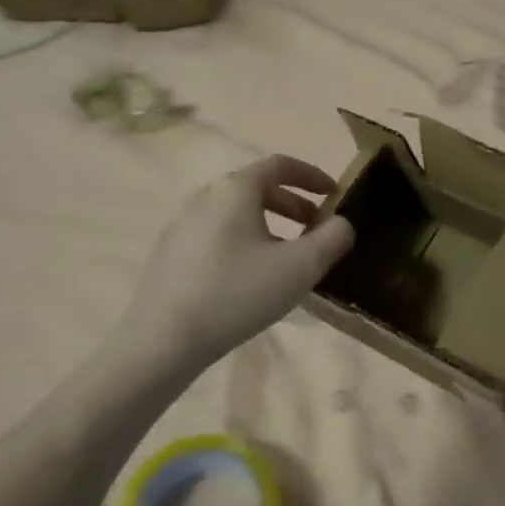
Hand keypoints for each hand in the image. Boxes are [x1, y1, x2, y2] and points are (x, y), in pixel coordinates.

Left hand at [124, 155, 354, 365]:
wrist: (163, 340)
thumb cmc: (237, 293)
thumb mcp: (300, 267)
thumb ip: (332, 239)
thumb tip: (341, 224)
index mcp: (235, 189)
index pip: (280, 165)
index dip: (312, 175)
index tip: (335, 194)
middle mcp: (205, 197)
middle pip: (258, 189)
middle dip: (294, 205)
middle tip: (318, 230)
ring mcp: (183, 226)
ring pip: (238, 215)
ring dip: (271, 227)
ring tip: (290, 259)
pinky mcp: (172, 254)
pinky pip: (219, 236)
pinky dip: (246, 243)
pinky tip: (254, 279)